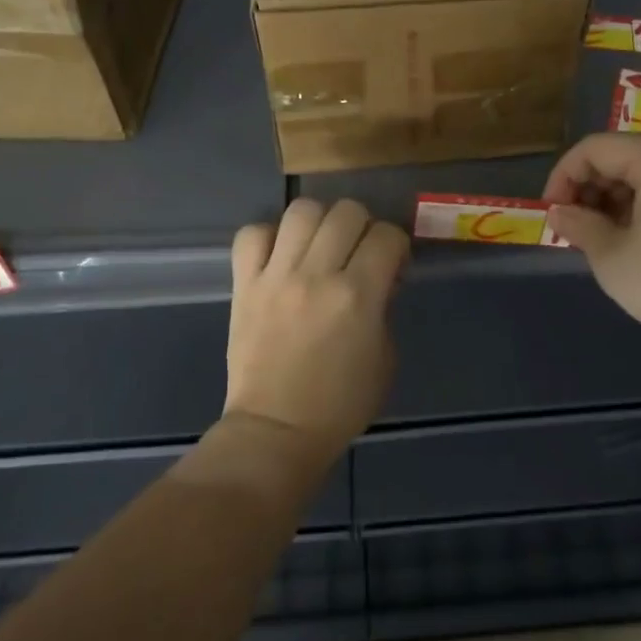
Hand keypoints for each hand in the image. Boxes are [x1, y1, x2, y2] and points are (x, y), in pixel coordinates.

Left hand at [223, 198, 407, 466]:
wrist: (276, 430)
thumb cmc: (340, 403)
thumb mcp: (385, 357)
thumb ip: (384, 307)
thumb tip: (380, 275)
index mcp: (357, 296)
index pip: (387, 235)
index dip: (396, 244)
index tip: (391, 264)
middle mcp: (316, 275)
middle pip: (346, 211)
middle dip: (362, 226)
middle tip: (357, 251)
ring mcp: (276, 276)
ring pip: (301, 210)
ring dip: (319, 221)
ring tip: (319, 245)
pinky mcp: (244, 284)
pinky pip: (252, 234)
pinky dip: (269, 236)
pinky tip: (281, 255)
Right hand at [544, 134, 640, 368]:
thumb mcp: (615, 260)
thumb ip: (580, 228)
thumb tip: (560, 213)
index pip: (594, 148)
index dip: (562, 177)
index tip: (552, 216)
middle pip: (624, 158)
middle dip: (590, 191)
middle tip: (576, 233)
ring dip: (617, 203)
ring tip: (606, 244)